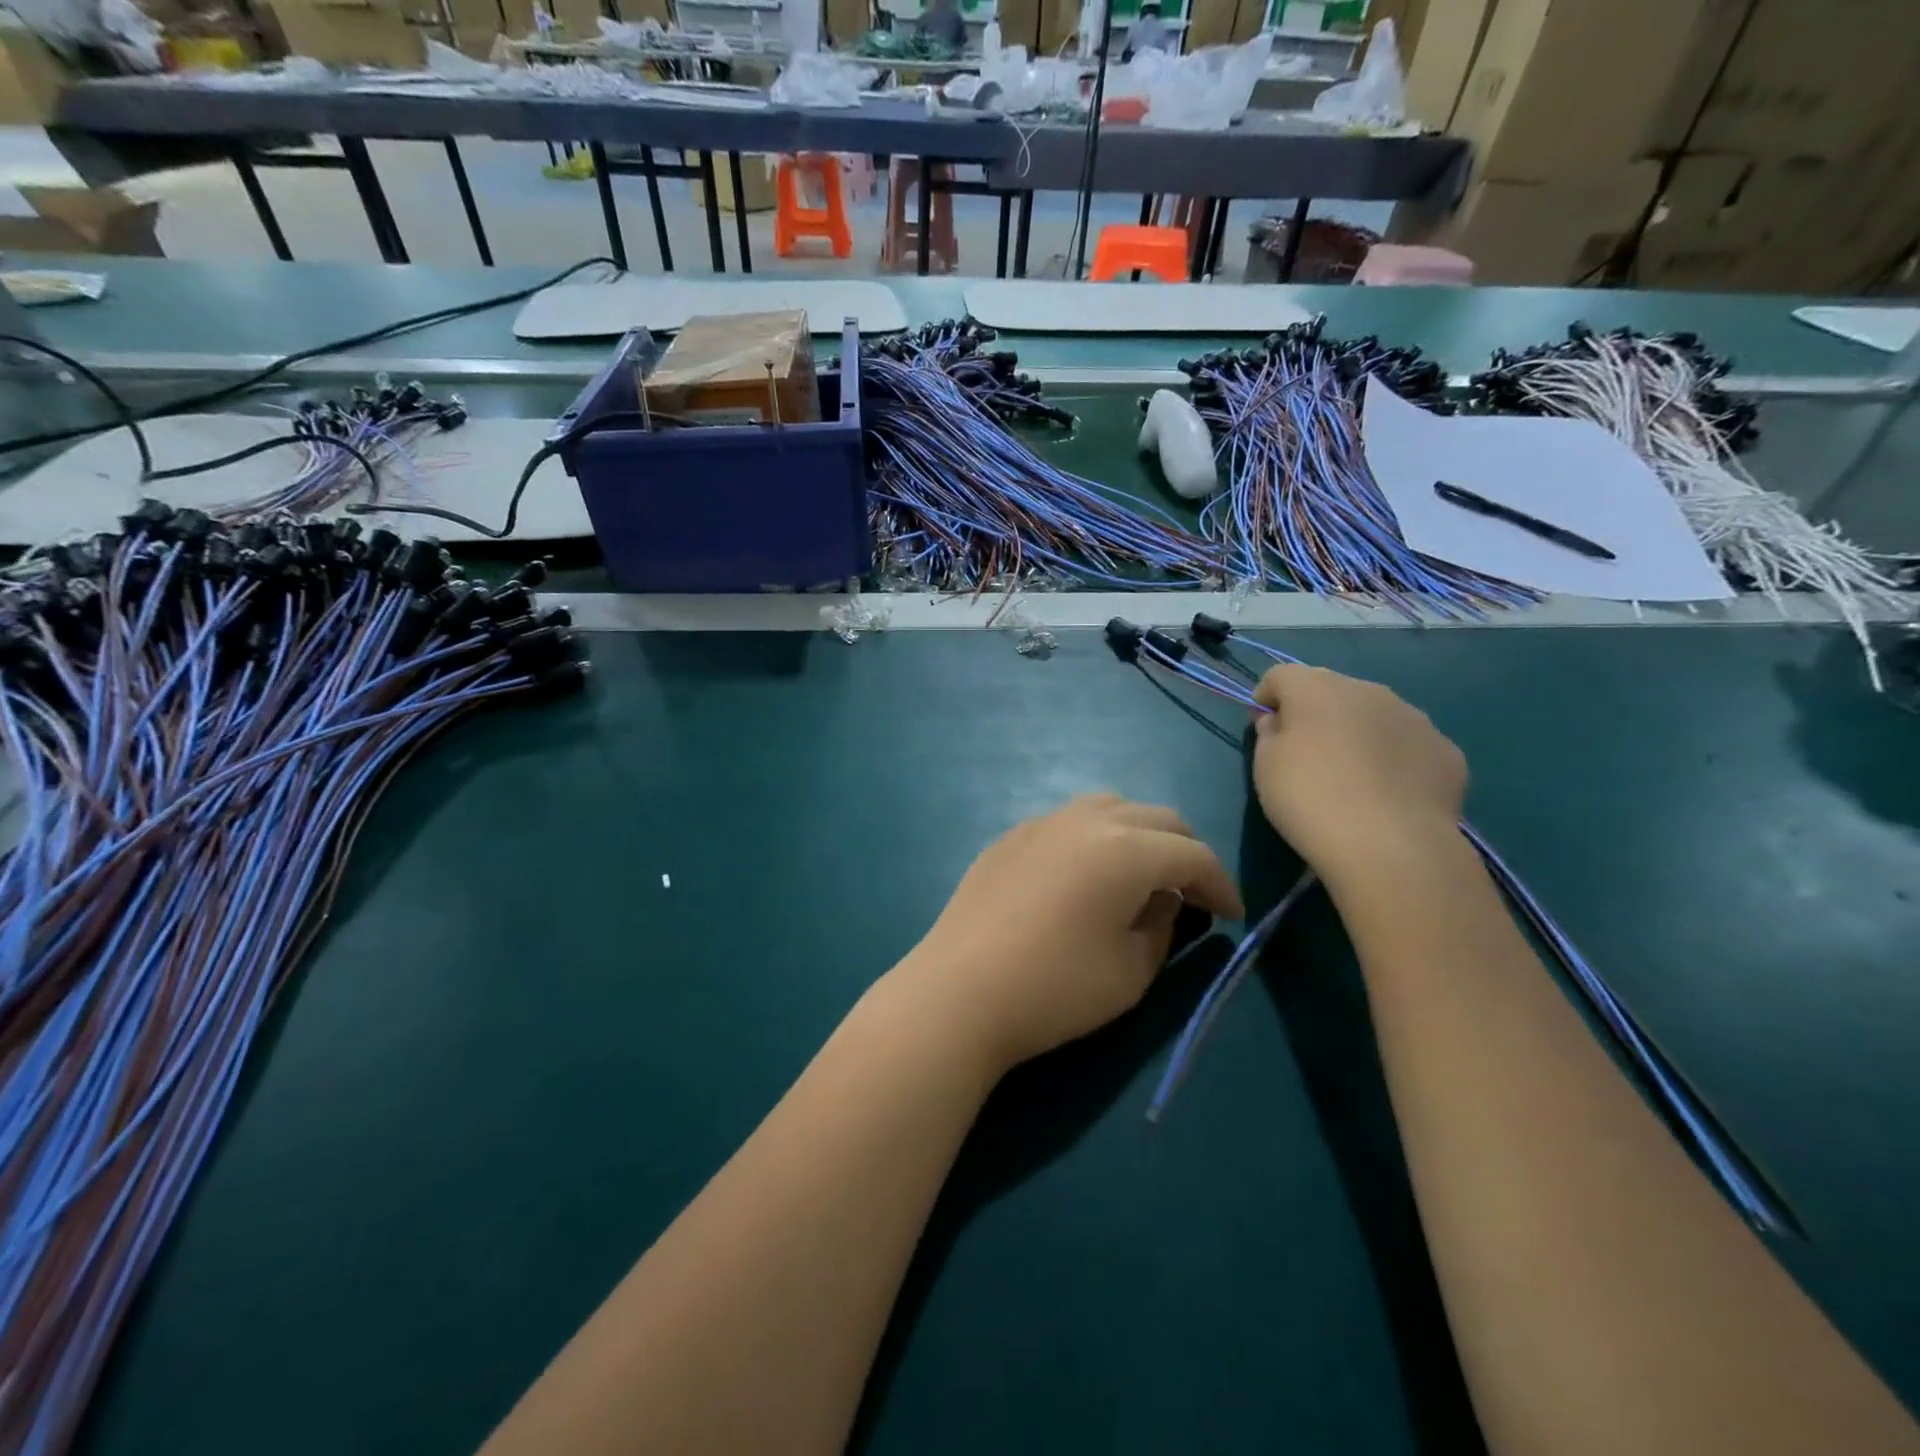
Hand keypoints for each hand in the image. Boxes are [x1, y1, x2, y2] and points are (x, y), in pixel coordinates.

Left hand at [896, 794, 1243, 1074]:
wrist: (960, 990)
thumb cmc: (1056, 987)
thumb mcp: (1132, 970)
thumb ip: (1162, 926)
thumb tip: (1164, 900)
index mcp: (1127, 849)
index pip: (1193, 855)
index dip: (1221, 884)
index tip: (1233, 916)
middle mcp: (1088, 820)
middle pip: (1157, 818)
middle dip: (1185, 852)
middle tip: (1194, 893)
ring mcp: (1043, 822)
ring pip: (1111, 809)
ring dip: (1140, 835)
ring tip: (1142, 876)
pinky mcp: (1011, 837)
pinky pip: (1069, 822)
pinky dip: (1096, 838)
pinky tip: (1085, 875)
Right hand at [1251, 664, 1466, 886]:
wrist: (1391, 847)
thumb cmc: (1310, 799)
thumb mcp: (1265, 767)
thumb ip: (1269, 734)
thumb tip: (1280, 722)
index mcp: (1317, 688)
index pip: (1281, 675)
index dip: (1266, 698)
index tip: (1261, 729)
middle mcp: (1369, 690)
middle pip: (1331, 689)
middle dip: (1315, 713)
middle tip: (1305, 754)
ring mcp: (1414, 718)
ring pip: (1374, 715)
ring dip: (1357, 733)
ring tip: (1350, 776)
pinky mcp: (1446, 751)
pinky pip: (1408, 746)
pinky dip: (1394, 759)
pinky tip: (1387, 794)